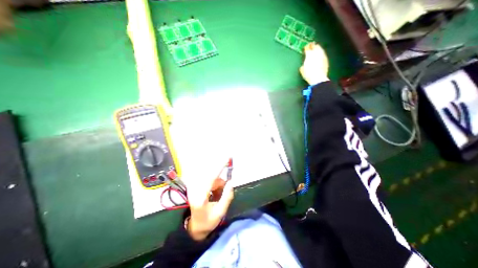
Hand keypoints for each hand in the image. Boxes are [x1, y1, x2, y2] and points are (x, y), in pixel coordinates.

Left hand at [184, 167, 233, 240]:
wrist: (194, 227)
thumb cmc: (208, 221)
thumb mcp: (220, 212)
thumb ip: (227, 196)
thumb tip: (231, 181)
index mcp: (200, 198)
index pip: (211, 178)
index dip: (219, 167)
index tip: (227, 158)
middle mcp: (195, 190)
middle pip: (211, 176)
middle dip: (220, 182)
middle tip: (224, 189)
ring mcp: (193, 187)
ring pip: (211, 178)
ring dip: (218, 184)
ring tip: (218, 196)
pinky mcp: (194, 185)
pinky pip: (208, 179)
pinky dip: (214, 184)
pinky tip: (214, 192)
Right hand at [298, 42, 328, 83]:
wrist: (318, 78)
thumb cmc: (308, 74)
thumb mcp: (302, 70)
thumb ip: (303, 65)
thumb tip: (304, 65)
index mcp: (309, 55)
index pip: (307, 48)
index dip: (306, 47)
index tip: (305, 48)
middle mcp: (316, 53)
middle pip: (315, 46)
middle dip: (313, 46)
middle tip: (311, 46)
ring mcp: (322, 55)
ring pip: (320, 49)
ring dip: (318, 48)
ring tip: (316, 50)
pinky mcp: (326, 59)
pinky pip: (323, 54)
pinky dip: (321, 53)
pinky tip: (319, 56)